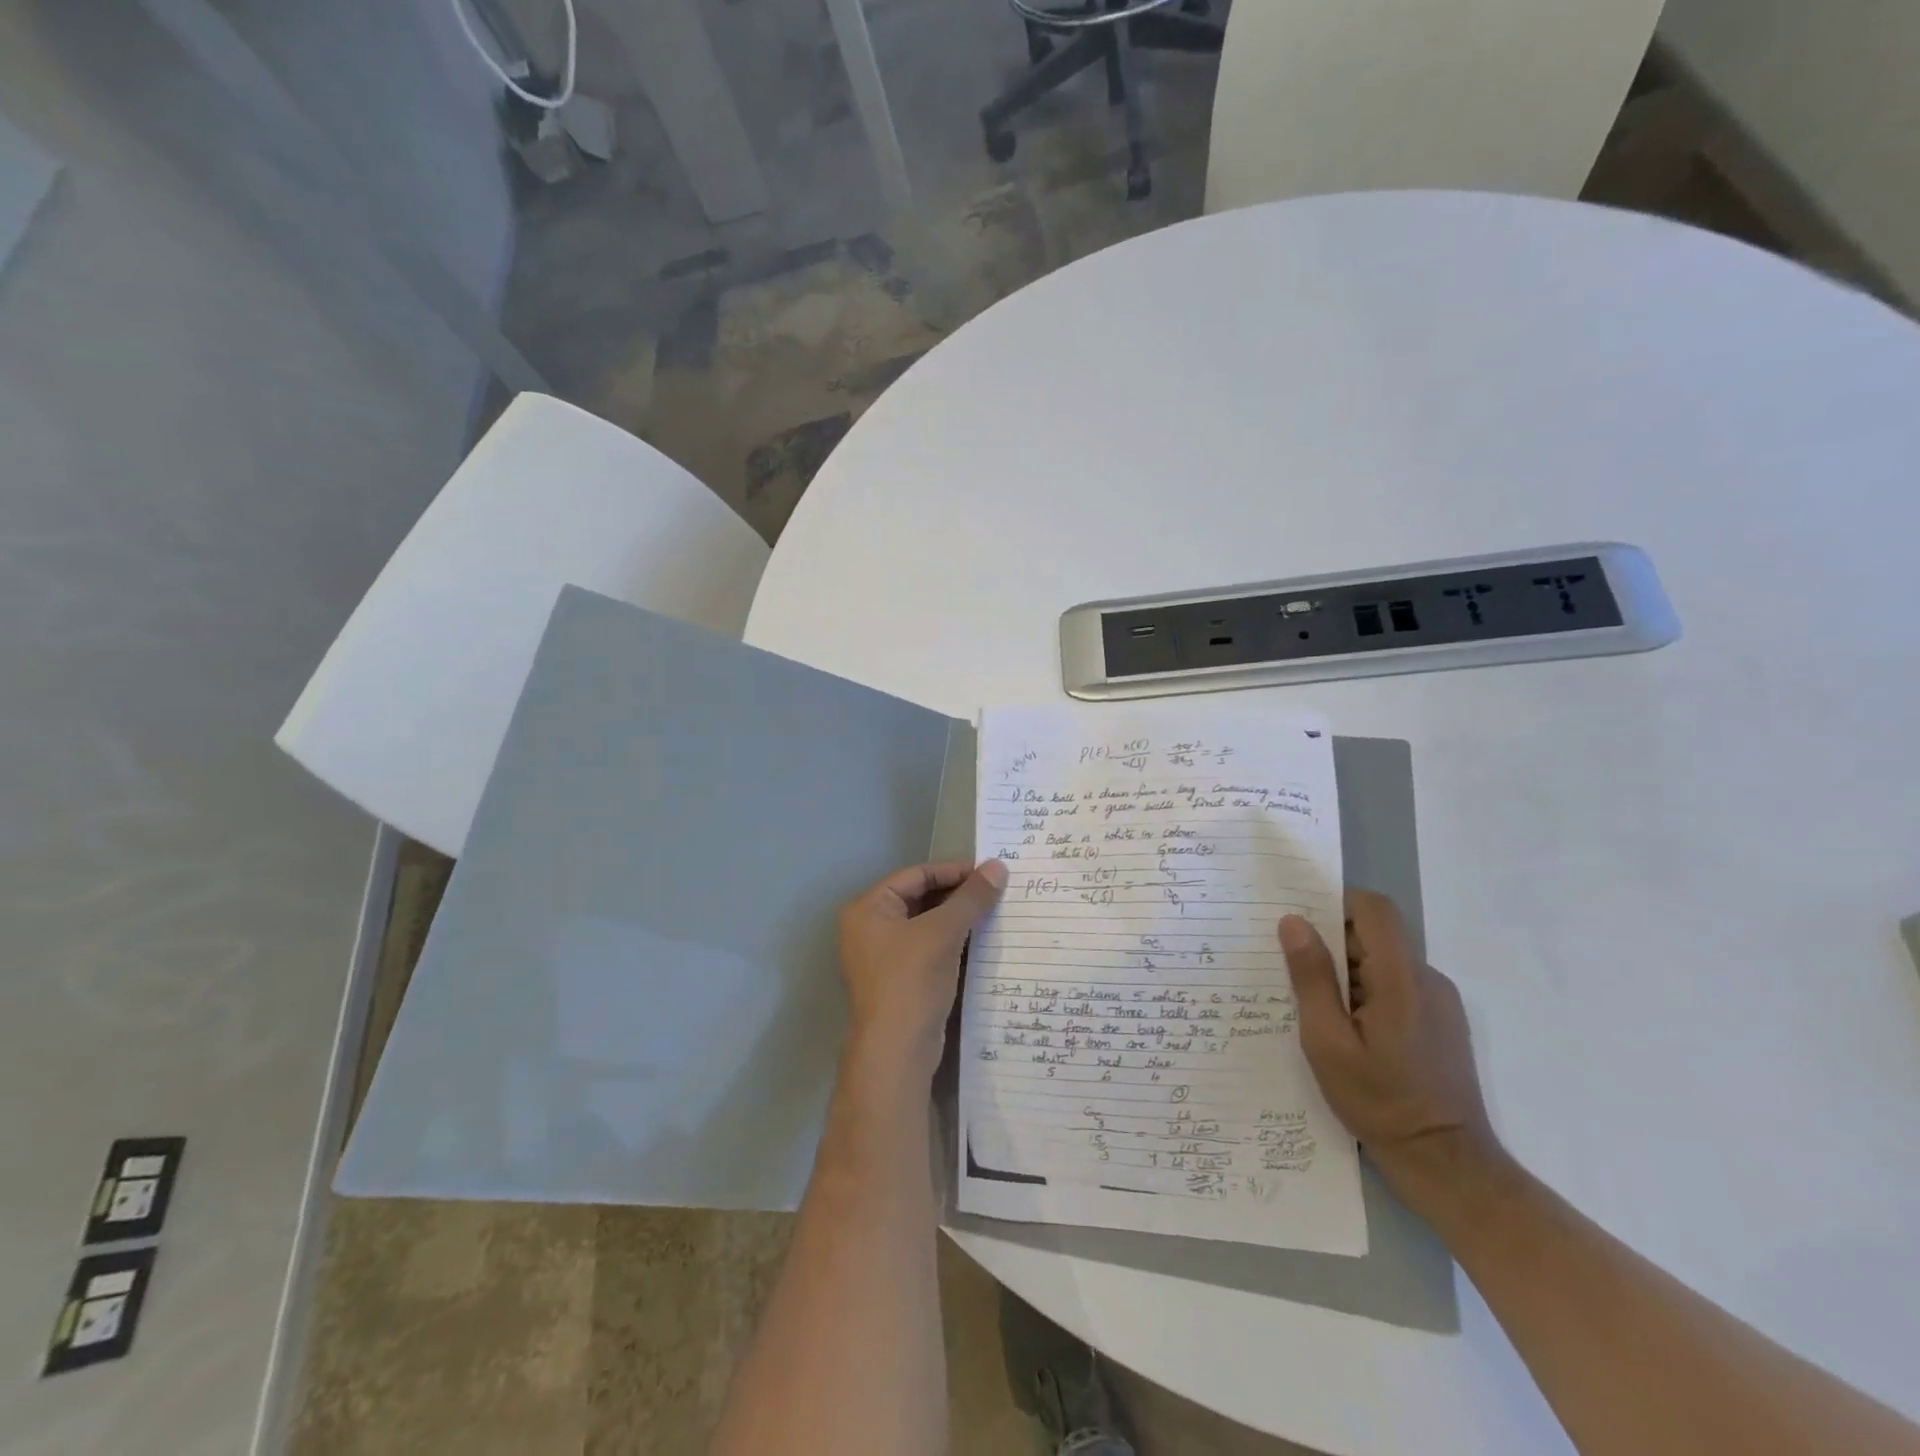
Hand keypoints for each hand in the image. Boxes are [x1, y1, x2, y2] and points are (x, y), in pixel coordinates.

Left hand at [837, 859, 1007, 1081]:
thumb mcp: (943, 933)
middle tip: (997, 891)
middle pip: (920, 898)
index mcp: (869, 908)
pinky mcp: (901, 979)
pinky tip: (982, 940)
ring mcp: (884, 955)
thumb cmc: (911, 981)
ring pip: (927, 924)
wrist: (897, 1052)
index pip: (916, 875)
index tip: (990, 872)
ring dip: (958, 918)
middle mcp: (871, 927)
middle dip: (958, 895)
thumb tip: (998, 866)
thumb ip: (971, 898)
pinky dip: (953, 941)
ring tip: (996, 912)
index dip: (954, 871)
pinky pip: (929, 947)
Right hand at [1280, 891, 1506, 1199]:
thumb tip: (1293, 922)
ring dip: (1348, 973)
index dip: (1335, 903)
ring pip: (1384, 962)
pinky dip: (1366, 993)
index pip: (1375, 909)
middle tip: (1293, 974)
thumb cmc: (1380, 1103)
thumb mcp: (1327, 1042)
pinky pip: (1397, 986)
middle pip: (1376, 935)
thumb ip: (1311, 978)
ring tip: (1317, 1011)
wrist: (1448, 1165)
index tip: (1300, 925)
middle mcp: (1427, 980)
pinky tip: (1348, 1032)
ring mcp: (1439, 1002)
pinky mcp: (1441, 1022)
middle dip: (1332, 945)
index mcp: (1401, 979)